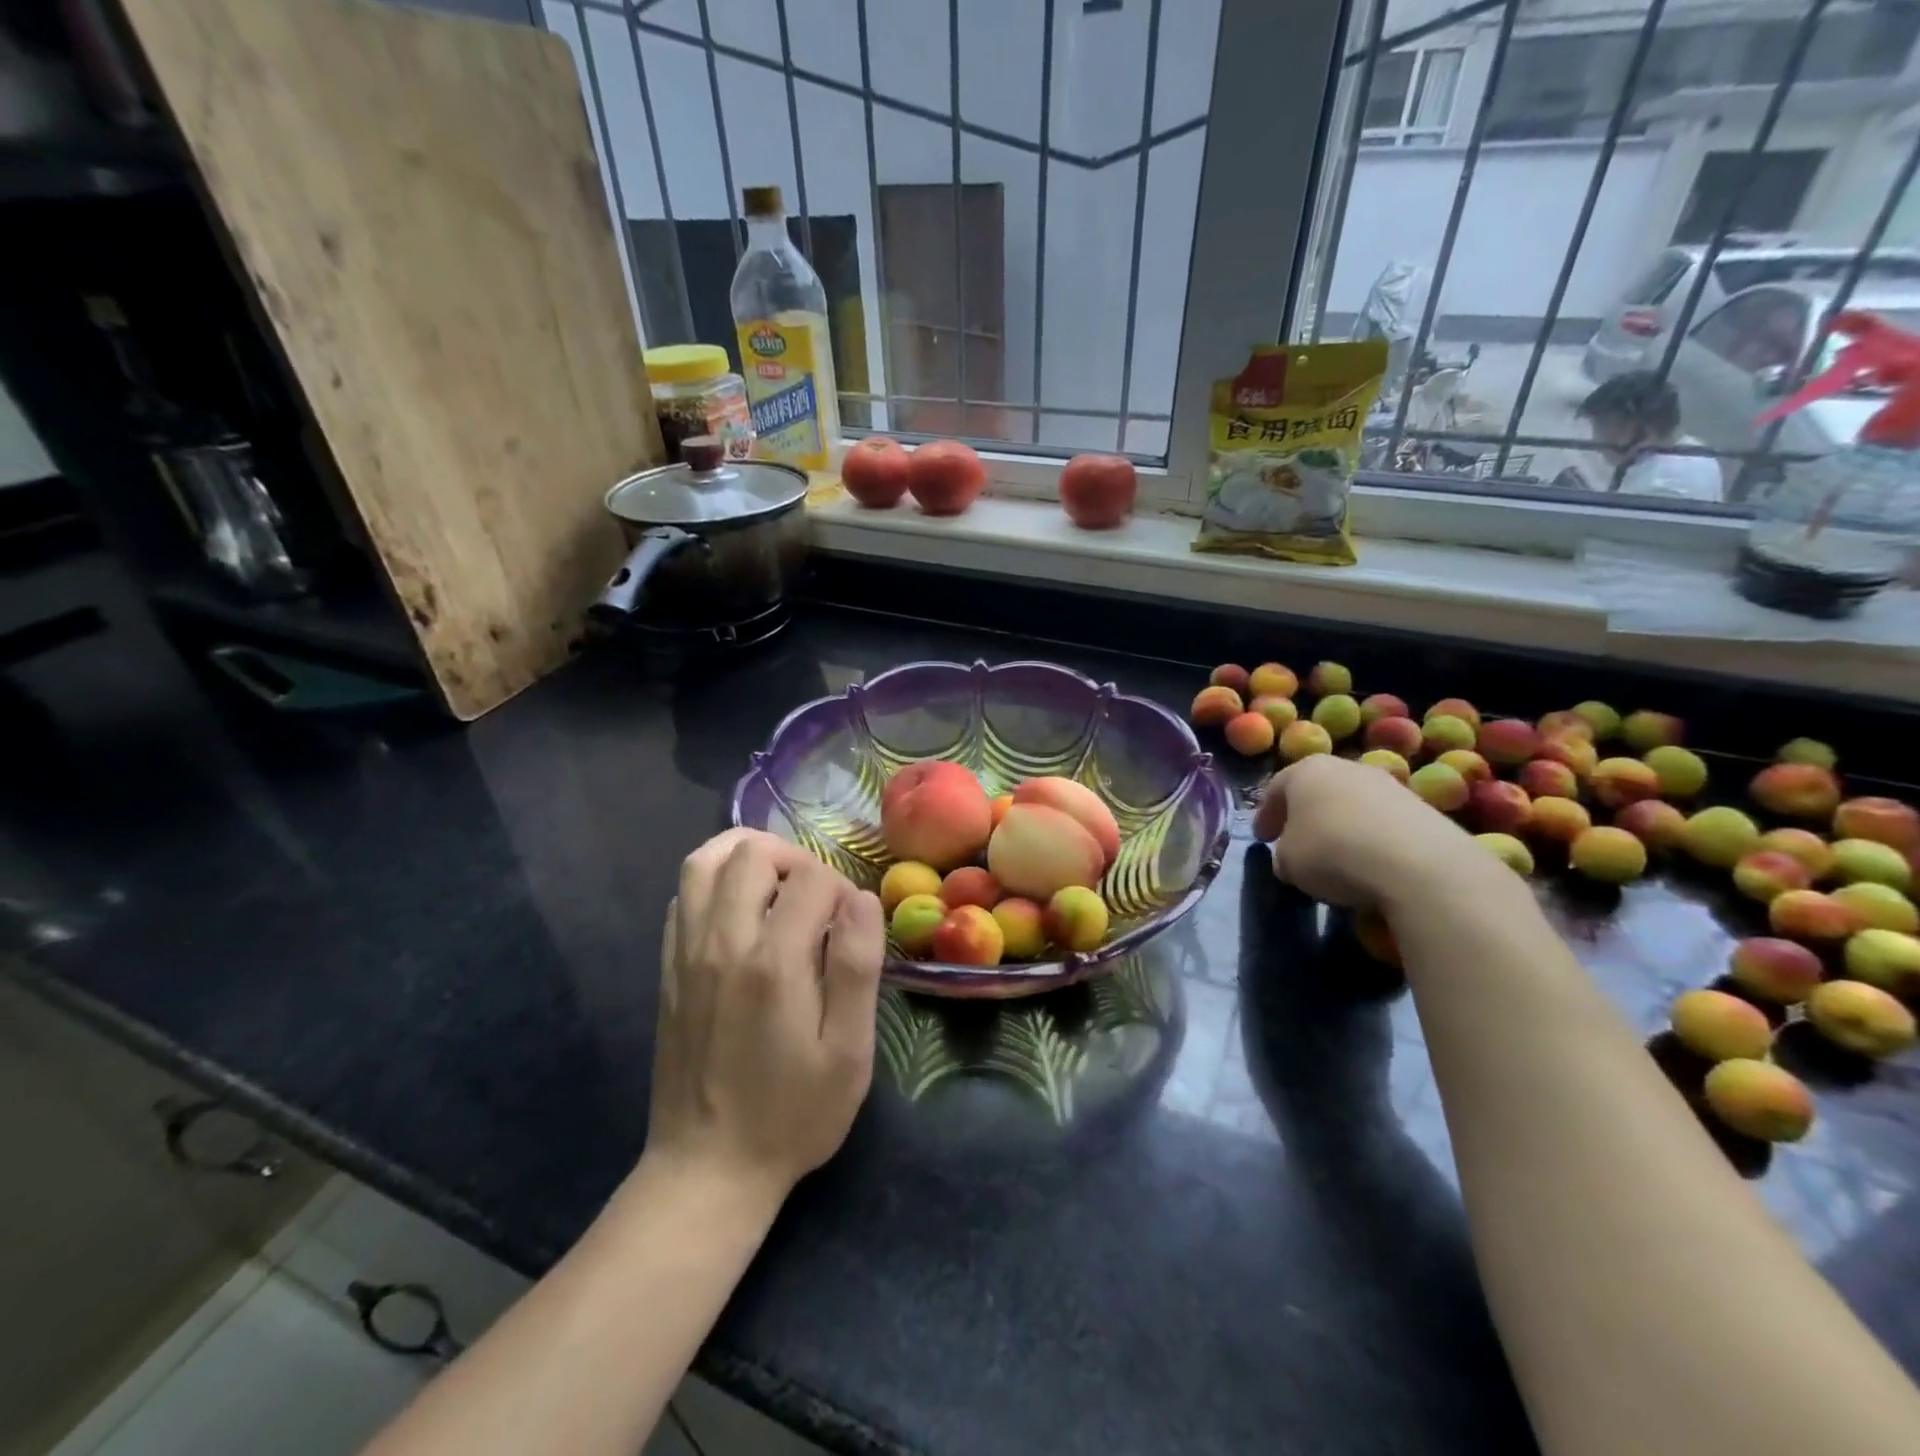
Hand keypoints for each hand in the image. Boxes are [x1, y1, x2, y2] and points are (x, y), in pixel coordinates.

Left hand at [645, 829, 884, 1208]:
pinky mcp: (668, 969)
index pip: (810, 877)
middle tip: (817, 900)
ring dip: (747, 858)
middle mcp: (722, 942)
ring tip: (777, 887)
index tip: (851, 926)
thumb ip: (856, 967)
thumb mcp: (847, 1052)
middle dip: (795, 860)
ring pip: (704, 862)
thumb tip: (861, 898)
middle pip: (751, 853)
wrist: (707, 1169)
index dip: (841, 888)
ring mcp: (686, 953)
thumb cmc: (792, 1114)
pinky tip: (741, 915)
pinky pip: (684, 896)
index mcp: (773, 962)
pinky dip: (715, 884)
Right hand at [1251, 755, 1480, 911]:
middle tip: (1296, 841)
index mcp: (1306, 770)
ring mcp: (1388, 784)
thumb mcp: (1288, 862)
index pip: (1276, 789)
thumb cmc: (1332, 852)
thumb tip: (1291, 859)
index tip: (1262, 839)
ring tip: (1337, 856)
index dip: (1266, 816)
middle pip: (1317, 790)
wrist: (1418, 865)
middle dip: (1304, 815)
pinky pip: (1383, 822)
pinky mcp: (1422, 808)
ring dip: (1340, 825)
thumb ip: (1283, 855)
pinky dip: (1371, 837)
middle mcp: (1346, 767)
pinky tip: (1370, 863)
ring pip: (1352, 803)